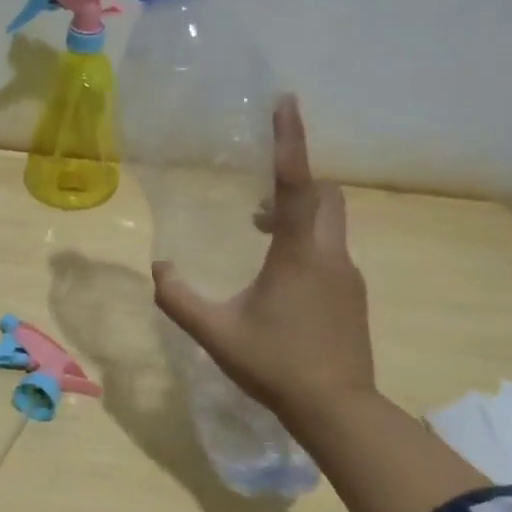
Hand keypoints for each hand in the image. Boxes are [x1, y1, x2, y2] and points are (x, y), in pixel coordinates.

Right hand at [151, 95, 374, 423]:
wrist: (338, 409)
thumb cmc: (275, 365)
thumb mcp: (215, 333)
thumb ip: (179, 298)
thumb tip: (159, 269)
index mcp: (300, 253)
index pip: (296, 184)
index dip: (290, 141)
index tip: (286, 102)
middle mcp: (331, 254)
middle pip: (324, 195)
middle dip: (297, 178)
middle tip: (259, 189)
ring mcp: (347, 275)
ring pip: (329, 222)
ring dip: (298, 213)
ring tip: (258, 228)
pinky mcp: (352, 295)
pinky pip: (330, 248)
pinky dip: (306, 240)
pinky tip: (277, 274)